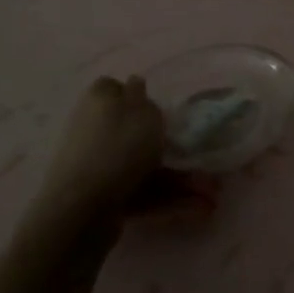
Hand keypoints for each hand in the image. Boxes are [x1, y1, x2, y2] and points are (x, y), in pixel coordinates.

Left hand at [37, 76, 213, 226]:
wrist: (82, 208)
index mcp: (98, 103)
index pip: (113, 88)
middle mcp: (93, 132)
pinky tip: (196, 209)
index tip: (162, 108)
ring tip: (210, 192)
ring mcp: (98, 167)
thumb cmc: (119, 148)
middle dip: (168, 145)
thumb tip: (134, 83)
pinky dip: (168, 200)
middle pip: (134, 132)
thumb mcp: (141, 111)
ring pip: (143, 166)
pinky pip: (142, 193)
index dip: (137, 95)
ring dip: (178, 179)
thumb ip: (141, 95)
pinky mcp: (104, 198)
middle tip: (197, 154)